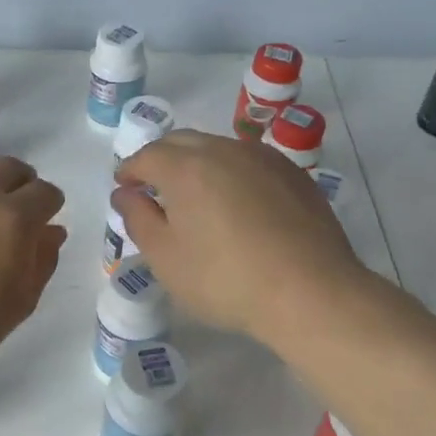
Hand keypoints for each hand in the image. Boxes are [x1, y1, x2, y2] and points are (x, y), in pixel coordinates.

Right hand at [114, 130, 366, 347]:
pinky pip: (250, 162)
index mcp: (186, 167)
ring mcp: (264, 159)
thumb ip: (138, 219)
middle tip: (154, 187)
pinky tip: (237, 204)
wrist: (310, 293)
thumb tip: (125, 193)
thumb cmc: (224, 280)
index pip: (147, 155)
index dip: (130, 170)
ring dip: (197, 163)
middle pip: (182, 142)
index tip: (124, 187)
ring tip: (195, 196)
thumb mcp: (166, 258)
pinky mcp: (294, 175)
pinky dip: (231, 173)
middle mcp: (224, 150)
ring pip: (219, 148)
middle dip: (161, 159)